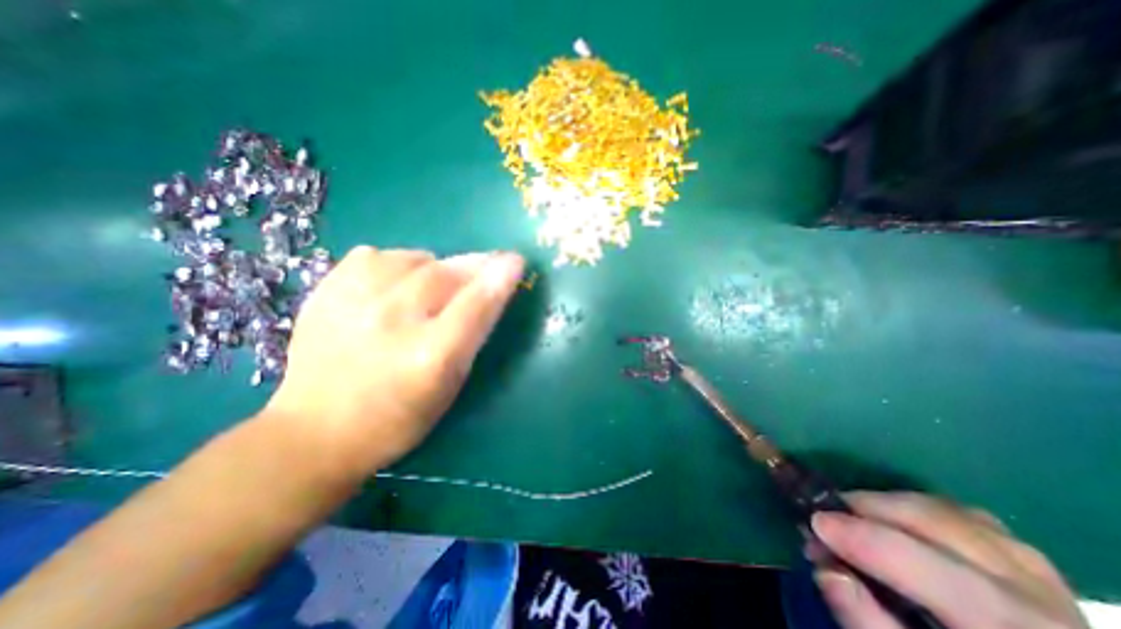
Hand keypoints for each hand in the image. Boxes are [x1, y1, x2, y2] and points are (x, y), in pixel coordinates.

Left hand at [264, 248, 526, 473]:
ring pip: (413, 258)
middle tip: (483, 267)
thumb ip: (472, 335)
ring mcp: (354, 302)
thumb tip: (491, 289)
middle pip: (446, 273)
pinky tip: (395, 284)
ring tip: (433, 284)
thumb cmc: (399, 417)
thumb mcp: (450, 385)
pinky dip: (396, 264)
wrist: (315, 432)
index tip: (515, 261)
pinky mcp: (327, 291)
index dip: (499, 278)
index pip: (475, 303)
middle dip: (473, 265)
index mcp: (429, 355)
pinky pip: (376, 255)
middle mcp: (393, 321)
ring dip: (435, 266)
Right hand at [812, 492, 1091, 628]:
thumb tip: (825, 569)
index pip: (924, 566)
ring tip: (852, 518)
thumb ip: (868, 622)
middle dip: (865, 508)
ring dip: (885, 505)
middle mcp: (1037, 597)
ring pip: (944, 510)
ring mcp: (1039, 573)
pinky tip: (895, 524)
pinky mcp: (1030, 560)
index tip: (813, 522)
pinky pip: (960, 513)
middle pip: (933, 522)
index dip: (862, 537)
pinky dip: (914, 509)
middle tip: (824, 517)